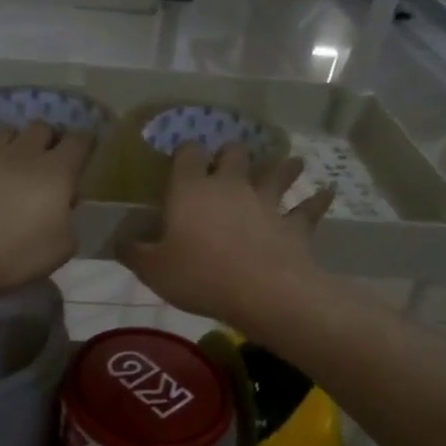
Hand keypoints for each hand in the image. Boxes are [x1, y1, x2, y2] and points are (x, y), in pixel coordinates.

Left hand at [0, 122, 92, 301]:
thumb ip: (68, 223)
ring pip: (11, 132)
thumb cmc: (15, 253)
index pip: (80, 141)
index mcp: (56, 170)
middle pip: (43, 128)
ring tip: (20, 165)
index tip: (88, 151)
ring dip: (20, 143)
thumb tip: (61, 209)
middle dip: (52, 139)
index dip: (87, 143)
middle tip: (53, 161)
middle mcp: (25, 154)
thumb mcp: (61, 249)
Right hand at [120, 142, 332, 326]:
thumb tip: (118, 240)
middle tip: (230, 160)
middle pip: (233, 154)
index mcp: (191, 190)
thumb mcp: (153, 270)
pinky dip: (317, 200)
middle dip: (231, 154)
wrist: (261, 292)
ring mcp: (266, 201)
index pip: (188, 154)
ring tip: (290, 162)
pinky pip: (308, 208)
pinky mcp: (293, 223)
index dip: (185, 152)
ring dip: (283, 166)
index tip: (183, 158)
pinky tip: (327, 192)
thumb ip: (133, 252)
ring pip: (277, 172)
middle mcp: (230, 186)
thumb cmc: (199, 276)